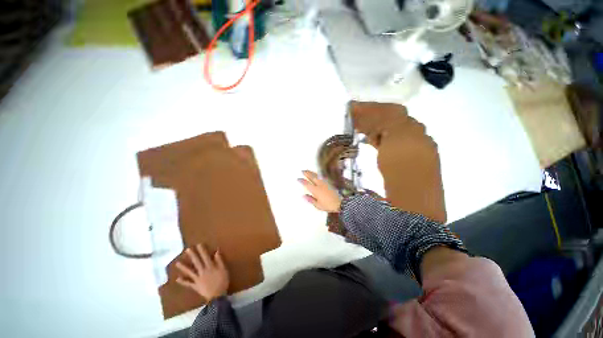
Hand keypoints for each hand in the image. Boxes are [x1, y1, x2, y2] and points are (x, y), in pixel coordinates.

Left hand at [175, 244, 228, 300]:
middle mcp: (202, 271)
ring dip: (184, 267)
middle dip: (192, 256)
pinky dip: (183, 281)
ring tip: (177, 263)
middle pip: (196, 262)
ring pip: (190, 272)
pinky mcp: (195, 286)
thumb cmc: (222, 281)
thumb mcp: (223, 269)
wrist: (217, 296)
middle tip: (187, 250)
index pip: (205, 256)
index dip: (202, 250)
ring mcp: (197, 279)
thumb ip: (219, 260)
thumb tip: (216, 251)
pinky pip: (188, 283)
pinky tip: (177, 279)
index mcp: (210, 267)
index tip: (198, 245)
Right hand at [298, 170, 341, 212]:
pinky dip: (317, 174)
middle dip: (307, 173)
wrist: (340, 203)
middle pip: (312, 177)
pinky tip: (317, 175)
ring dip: (312, 172)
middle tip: (302, 171)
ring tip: (308, 171)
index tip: (298, 179)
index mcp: (316, 190)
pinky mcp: (329, 183)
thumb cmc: (328, 205)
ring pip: (317, 176)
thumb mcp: (318, 205)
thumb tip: (304, 196)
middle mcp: (320, 185)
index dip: (302, 181)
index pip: (307, 184)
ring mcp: (325, 183)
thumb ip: (310, 199)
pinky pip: (321, 177)